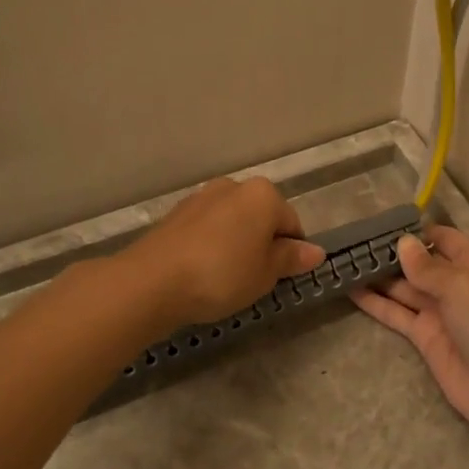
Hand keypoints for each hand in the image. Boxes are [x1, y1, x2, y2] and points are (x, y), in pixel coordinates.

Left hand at [127, 176, 323, 327]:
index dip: (291, 253)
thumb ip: (290, 259)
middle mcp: (234, 186)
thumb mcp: (265, 273)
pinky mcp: (176, 213)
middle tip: (255, 279)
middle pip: (261, 217)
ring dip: (236, 244)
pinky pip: (207, 229)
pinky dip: (212, 245)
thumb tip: (316, 251)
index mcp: (263, 194)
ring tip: (226, 279)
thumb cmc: (222, 275)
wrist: (152, 281)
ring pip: (233, 222)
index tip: (280, 278)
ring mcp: (201, 197)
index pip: (292, 223)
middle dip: (263, 244)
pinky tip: (202, 272)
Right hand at [349, 225, 468, 448]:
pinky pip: (396, 314)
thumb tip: (402, 243)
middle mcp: (455, 283)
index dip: (415, 231)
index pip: (442, 238)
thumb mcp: (461, 286)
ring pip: (403, 287)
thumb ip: (428, 267)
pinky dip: (375, 303)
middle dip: (390, 252)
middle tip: (351, 241)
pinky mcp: (424, 336)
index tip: (380, 223)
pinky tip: (350, 290)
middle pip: (418, 262)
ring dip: (377, 276)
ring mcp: (439, 311)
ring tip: (344, 261)